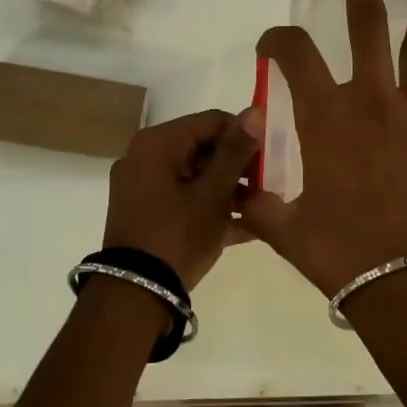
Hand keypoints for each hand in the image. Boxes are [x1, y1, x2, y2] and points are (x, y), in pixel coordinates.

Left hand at [102, 108, 262, 289]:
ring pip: (196, 177)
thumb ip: (235, 151)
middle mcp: (145, 157)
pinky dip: (211, 208)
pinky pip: (185, 199)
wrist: (134, 296)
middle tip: (270, 185)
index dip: (245, 136)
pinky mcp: (146, 214)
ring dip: (230, 190)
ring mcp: (143, 188)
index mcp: (158, 143)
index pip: (212, 122)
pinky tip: (247, 226)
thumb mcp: (214, 193)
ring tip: (264, 208)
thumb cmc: (178, 235)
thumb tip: (254, 111)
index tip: (272, 158)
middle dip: (239, 166)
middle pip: (203, 148)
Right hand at [240, 0, 406, 296]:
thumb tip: (237, 194)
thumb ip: (258, 203)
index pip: (294, 56)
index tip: (271, 44)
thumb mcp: (283, 229)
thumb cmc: (340, 255)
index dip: (277, 40)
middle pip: (365, 26)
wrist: (406, 285)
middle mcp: (375, 102)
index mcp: (327, 117)